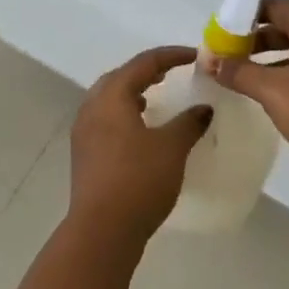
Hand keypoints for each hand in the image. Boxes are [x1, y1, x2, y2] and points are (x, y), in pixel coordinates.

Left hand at [68, 46, 211, 249]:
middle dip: (147, 71)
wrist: (102, 232)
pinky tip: (142, 129)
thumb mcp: (172, 148)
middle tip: (173, 72)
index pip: (144, 63)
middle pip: (121, 76)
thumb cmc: (138, 180)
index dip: (172, 56)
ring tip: (156, 97)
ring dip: (133, 92)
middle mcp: (92, 107)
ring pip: (110, 98)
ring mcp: (84, 131)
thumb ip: (189, 122)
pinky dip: (125, 113)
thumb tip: (203, 108)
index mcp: (111, 96)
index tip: (196, 56)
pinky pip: (106, 119)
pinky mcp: (85, 153)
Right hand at [213, 0, 288, 181]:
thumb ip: (239, 72)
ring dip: (274, 59)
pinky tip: (276, 94)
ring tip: (247, 75)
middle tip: (231, 53)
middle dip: (259, 39)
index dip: (250, 13)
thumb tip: (210, 60)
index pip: (279, 6)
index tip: (227, 28)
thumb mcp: (272, 91)